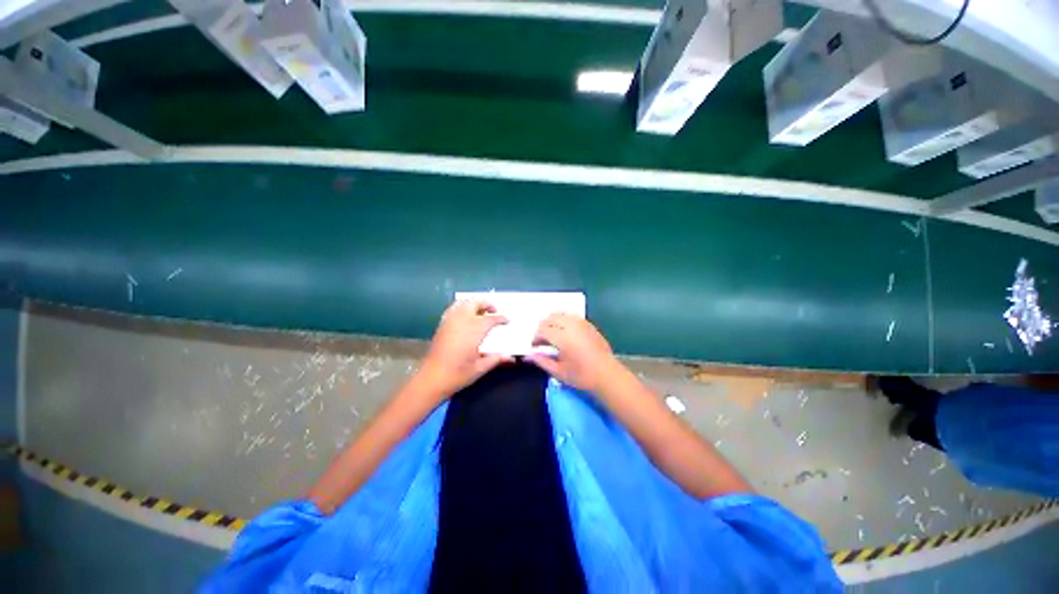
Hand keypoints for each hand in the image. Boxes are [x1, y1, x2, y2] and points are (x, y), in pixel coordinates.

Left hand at [418, 300, 511, 397]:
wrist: (432, 378)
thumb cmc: (458, 374)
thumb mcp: (480, 368)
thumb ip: (496, 359)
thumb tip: (511, 357)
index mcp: (474, 329)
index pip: (491, 318)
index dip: (501, 318)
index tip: (507, 320)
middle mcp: (462, 320)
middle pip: (476, 303)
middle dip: (487, 304)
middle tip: (495, 311)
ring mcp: (450, 320)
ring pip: (463, 303)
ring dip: (474, 304)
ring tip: (481, 312)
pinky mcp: (442, 325)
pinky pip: (454, 309)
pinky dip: (463, 308)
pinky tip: (466, 317)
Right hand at [526, 313, 620, 392]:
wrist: (607, 375)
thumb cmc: (582, 376)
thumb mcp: (559, 372)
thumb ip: (542, 361)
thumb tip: (529, 356)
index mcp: (563, 338)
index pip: (543, 330)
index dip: (536, 338)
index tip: (535, 347)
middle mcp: (571, 326)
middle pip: (550, 318)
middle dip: (543, 327)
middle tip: (541, 340)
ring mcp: (581, 323)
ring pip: (561, 314)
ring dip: (552, 321)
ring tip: (552, 334)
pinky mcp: (588, 324)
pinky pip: (571, 316)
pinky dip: (563, 320)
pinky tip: (564, 331)